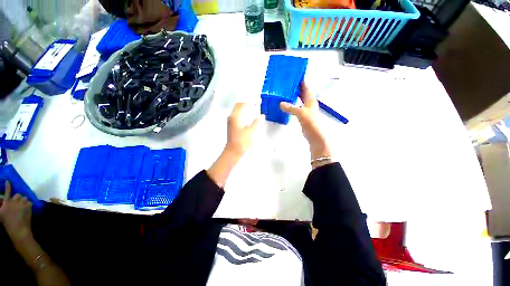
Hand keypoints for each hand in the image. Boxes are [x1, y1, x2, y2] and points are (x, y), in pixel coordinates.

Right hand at [0, 181, 32, 240]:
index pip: (7, 192)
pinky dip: (28, 205)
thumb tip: (2, 201)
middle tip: (18, 205)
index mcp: (6, 203)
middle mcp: (14, 201)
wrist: (18, 229)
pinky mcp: (28, 205)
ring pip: (24, 198)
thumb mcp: (1, 214)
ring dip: (24, 202)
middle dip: (18, 199)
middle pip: (18, 195)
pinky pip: (30, 202)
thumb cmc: (8, 223)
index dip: (8, 186)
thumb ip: (2, 206)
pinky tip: (26, 211)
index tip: (8, 181)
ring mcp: (22, 203)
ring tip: (22, 209)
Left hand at [225, 103, 259, 157]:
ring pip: (238, 110)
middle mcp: (232, 117)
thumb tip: (261, 116)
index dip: (248, 101)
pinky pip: (238, 115)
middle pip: (238, 106)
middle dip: (247, 103)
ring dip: (245, 108)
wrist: (233, 151)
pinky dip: (244, 113)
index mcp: (235, 117)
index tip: (256, 100)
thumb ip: (256, 123)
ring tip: (253, 107)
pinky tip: (249, 115)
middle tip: (255, 103)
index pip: (241, 104)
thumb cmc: (241, 141)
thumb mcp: (251, 131)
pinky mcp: (233, 125)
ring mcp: (231, 121)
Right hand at [280, 83, 331, 164]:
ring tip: (285, 92)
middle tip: (286, 84)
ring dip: (293, 96)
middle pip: (302, 93)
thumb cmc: (310, 122)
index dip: (301, 81)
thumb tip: (281, 103)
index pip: (305, 87)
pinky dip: (292, 104)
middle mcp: (309, 103)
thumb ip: (291, 108)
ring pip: (299, 100)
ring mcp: (306, 109)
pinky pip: (296, 107)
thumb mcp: (300, 113)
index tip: (294, 76)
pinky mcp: (302, 115)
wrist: (315, 135)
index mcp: (310, 100)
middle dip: (296, 88)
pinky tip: (286, 105)